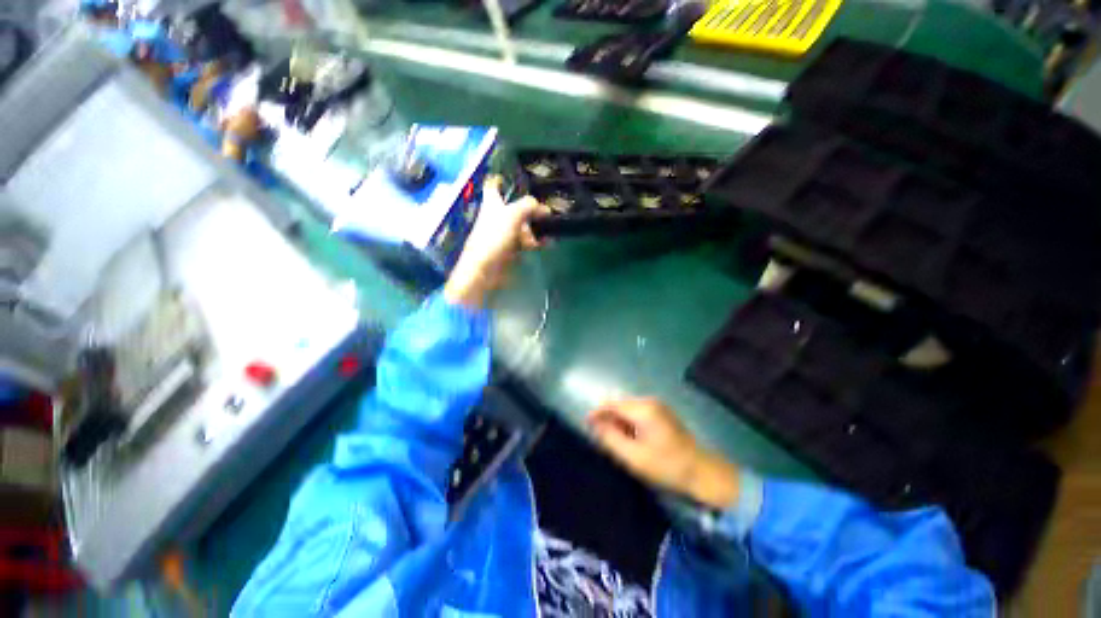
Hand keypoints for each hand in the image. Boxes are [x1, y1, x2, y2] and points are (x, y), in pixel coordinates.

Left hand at [444, 177, 546, 308]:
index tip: (510, 178)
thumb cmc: (494, 237)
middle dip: (530, 209)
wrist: (484, 269)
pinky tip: (547, 242)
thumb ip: (528, 206)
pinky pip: (525, 242)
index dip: (499, 180)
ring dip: (536, 227)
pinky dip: (536, 241)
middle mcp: (497, 217)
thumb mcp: (512, 215)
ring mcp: (503, 234)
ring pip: (522, 226)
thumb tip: (543, 207)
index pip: (493, 186)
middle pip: (514, 208)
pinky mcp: (509, 250)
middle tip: (546, 212)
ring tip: (549, 230)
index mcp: (492, 204)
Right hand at [587, 398, 740, 508]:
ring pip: (628, 409)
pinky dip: (629, 423)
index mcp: (643, 409)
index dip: (597, 412)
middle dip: (608, 418)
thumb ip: (611, 438)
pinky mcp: (662, 414)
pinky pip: (638, 413)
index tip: (586, 424)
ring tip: (614, 441)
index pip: (612, 404)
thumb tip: (595, 425)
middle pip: (620, 404)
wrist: (702, 472)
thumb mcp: (634, 456)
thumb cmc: (667, 466)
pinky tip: (629, 439)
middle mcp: (650, 402)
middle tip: (600, 437)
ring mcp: (658, 406)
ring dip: (618, 421)